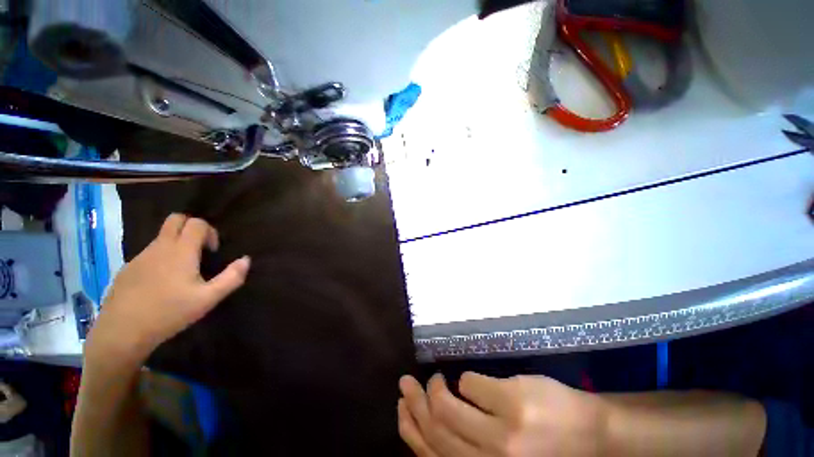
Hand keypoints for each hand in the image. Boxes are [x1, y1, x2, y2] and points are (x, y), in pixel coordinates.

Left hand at [88, 214, 250, 361]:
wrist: (122, 332)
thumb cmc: (169, 313)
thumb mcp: (208, 298)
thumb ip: (232, 277)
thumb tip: (246, 260)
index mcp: (180, 251)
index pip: (197, 223)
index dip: (210, 232)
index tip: (212, 251)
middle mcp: (159, 247)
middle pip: (175, 219)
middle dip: (191, 227)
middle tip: (199, 250)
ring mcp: (140, 256)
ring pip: (161, 237)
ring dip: (176, 245)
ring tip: (182, 272)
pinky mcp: (128, 268)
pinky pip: (149, 253)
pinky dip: (161, 258)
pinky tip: (161, 284)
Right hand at [398, 372, 608, 456]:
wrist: (593, 436)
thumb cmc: (546, 451)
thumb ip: (470, 448)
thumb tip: (436, 423)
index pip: (431, 455)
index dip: (409, 429)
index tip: (401, 406)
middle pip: (435, 428)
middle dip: (414, 402)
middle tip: (406, 382)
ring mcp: (501, 432)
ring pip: (447, 406)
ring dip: (434, 388)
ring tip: (434, 378)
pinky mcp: (511, 400)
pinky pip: (470, 382)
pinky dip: (464, 381)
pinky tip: (467, 381)